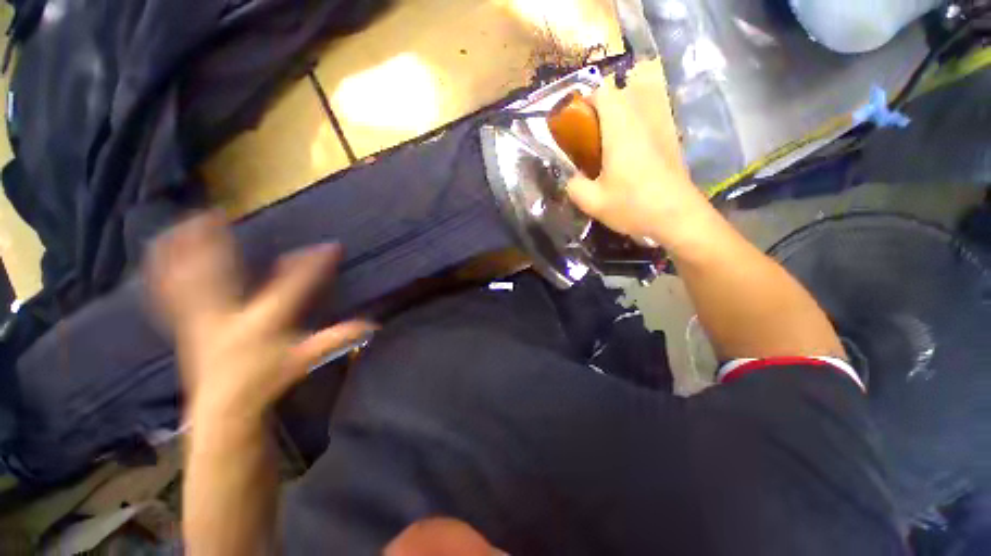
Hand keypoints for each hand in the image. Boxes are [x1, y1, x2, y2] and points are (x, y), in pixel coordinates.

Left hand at [145, 214, 374, 424]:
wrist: (225, 408)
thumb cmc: (268, 380)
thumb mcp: (306, 359)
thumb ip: (337, 339)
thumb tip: (373, 325)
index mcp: (261, 323)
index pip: (291, 287)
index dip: (313, 265)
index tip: (331, 247)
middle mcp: (225, 317)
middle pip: (216, 275)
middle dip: (214, 243)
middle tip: (214, 213)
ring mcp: (199, 320)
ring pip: (184, 279)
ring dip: (181, 250)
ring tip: (183, 221)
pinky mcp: (185, 325)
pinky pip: (168, 293)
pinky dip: (162, 270)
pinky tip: (160, 252)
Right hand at [566, 62, 713, 251]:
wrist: (678, 217)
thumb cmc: (633, 206)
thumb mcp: (592, 202)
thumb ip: (574, 186)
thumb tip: (571, 179)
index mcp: (620, 128)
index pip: (604, 91)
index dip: (587, 101)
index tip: (578, 124)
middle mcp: (642, 119)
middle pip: (622, 93)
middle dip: (602, 109)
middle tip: (590, 138)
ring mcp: (661, 126)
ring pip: (639, 104)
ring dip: (621, 116)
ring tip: (609, 145)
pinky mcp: (671, 139)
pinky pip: (650, 118)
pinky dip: (636, 126)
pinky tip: (630, 154)